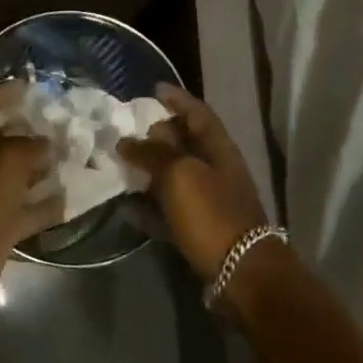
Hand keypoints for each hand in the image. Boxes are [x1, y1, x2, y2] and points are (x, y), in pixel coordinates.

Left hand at [0, 80, 63, 302]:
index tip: (33, 84)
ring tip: (75, 156)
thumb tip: (48, 145)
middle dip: (33, 131)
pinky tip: (73, 197)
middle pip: (4, 138)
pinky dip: (46, 204)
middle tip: (65, 122)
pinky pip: (26, 209)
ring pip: (17, 175)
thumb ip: (33, 145)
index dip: (8, 92)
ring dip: (42, 168)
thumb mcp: (9, 156)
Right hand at [119, 84, 269, 281]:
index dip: (176, 98)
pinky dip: (150, 206)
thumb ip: (152, 153)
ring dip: (150, 170)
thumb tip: (126, 141)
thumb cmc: (212, 213)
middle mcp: (216, 169)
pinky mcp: (201, 229)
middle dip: (157, 134)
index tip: (152, 89)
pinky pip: (170, 210)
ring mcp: (210, 200)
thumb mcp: (179, 174)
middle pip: (185, 143)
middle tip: (127, 130)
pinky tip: (127, 207)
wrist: (242, 273)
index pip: (197, 112)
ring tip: (121, 164)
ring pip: (175, 176)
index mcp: (217, 148)